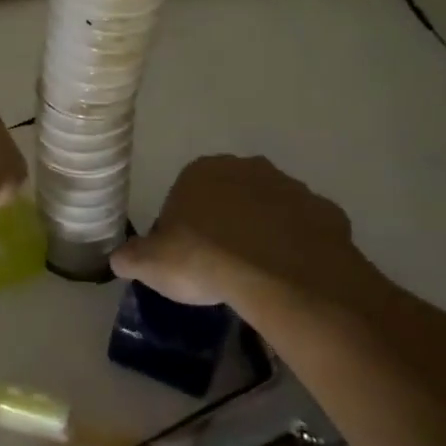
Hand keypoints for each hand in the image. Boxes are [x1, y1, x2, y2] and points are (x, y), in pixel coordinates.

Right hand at [112, 155, 388, 314]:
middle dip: (223, 224)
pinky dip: (296, 248)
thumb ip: (131, 257)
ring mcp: (290, 187)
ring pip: (269, 211)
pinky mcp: (325, 213)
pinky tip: (288, 277)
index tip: (184, 259)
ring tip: (256, 276)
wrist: (280, 276)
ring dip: (261, 233)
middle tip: (219, 266)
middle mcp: (246, 167)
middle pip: (228, 197)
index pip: (183, 196)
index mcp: (201, 171)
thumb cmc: (204, 259)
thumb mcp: (151, 264)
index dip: (181, 229)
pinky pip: (303, 231)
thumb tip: (119, 259)